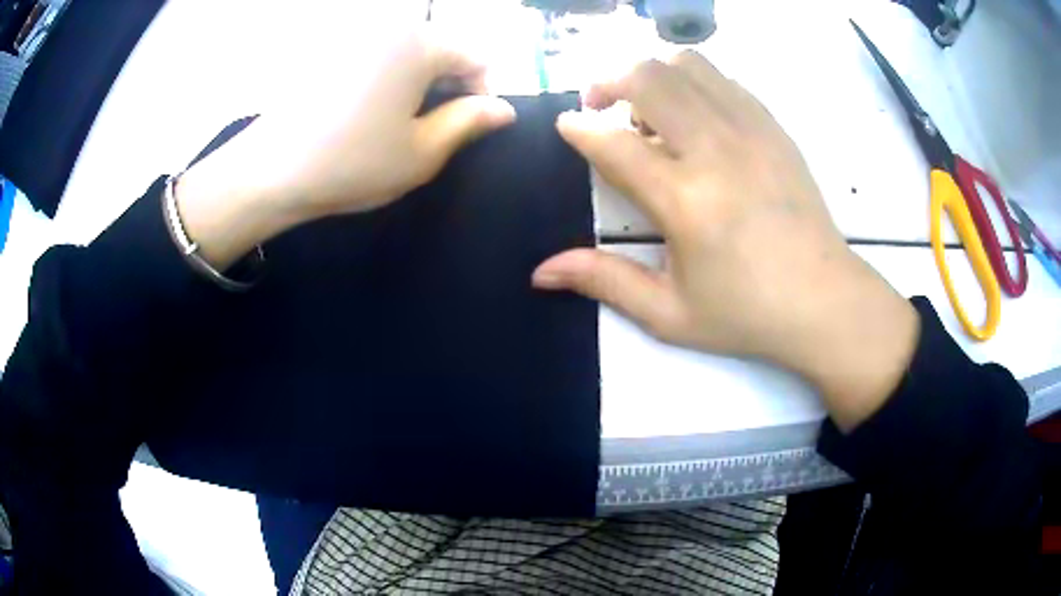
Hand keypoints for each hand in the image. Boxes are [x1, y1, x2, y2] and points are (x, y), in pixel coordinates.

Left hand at [175, 28, 515, 268]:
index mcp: (418, 44)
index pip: (476, 57)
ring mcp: (353, 35)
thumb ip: (469, 123)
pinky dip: (383, 78)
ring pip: (407, 52)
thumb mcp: (421, 153)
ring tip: (394, 123)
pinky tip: (363, 112)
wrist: (267, 173)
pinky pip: (374, 55)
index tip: (465, 127)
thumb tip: (503, 108)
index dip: (481, 93)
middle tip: (429, 129)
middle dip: (447, 86)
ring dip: (415, 83)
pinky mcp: (327, 49)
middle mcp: (387, 27)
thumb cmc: (351, 163)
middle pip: (440, 49)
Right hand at [533, 52, 917, 429]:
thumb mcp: (669, 314)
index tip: (566, 127)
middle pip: (646, 78)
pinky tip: (691, 114)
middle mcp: (716, 150)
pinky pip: (722, 78)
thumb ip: (603, 282)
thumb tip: (540, 272)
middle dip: (608, 81)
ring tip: (647, 109)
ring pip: (685, 65)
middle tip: (600, 106)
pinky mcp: (772, 127)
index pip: (612, 142)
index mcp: (685, 201)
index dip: (579, 128)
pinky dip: (691, 81)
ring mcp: (750, 130)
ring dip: (652, 74)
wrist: (825, 301)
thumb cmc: (747, 313)